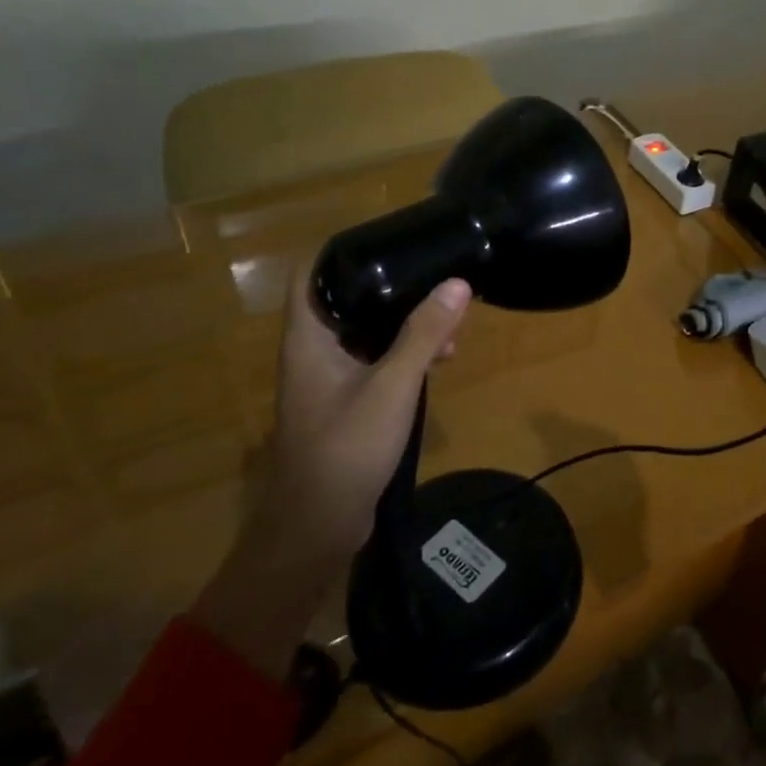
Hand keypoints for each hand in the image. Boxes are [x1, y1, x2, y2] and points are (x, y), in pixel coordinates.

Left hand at [191, 270, 470, 677]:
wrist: (317, 529)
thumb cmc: (346, 448)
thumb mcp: (392, 386)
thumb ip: (424, 334)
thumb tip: (457, 283)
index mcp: (309, 338)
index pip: (311, 274)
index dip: (342, 250)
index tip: (387, 237)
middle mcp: (314, 351)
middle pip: (349, 300)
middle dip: (393, 288)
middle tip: (436, 281)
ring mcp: (329, 378)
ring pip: (368, 333)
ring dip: (405, 324)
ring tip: (450, 325)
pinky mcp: (347, 402)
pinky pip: (375, 361)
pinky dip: (404, 354)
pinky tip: (439, 360)